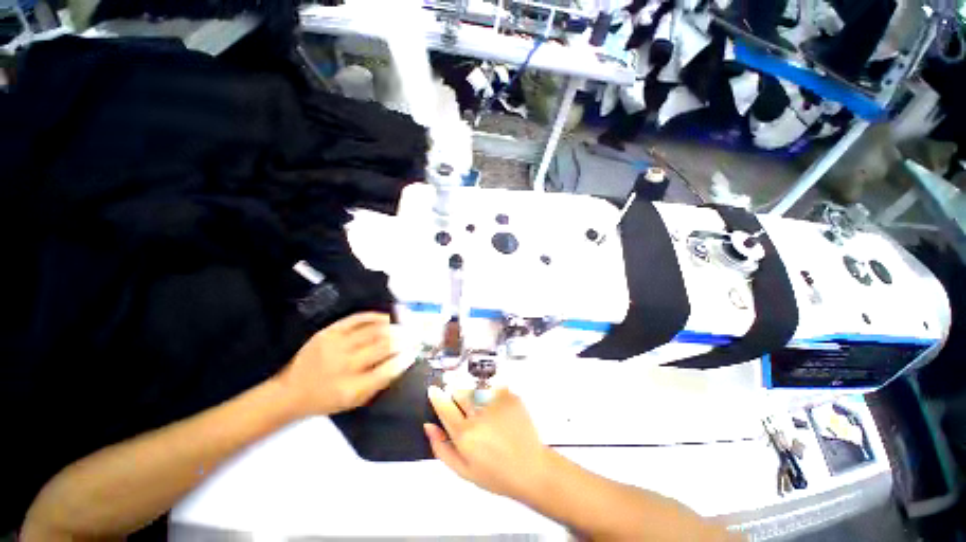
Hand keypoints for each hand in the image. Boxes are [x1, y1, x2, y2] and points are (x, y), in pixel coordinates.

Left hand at [276, 312, 413, 416]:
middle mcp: (344, 365)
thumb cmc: (328, 399)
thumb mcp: (355, 401)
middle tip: (415, 335)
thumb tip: (403, 361)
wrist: (291, 390)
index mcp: (351, 388)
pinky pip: (357, 319)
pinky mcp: (329, 332)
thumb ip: (380, 382)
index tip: (414, 352)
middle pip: (382, 346)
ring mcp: (335, 345)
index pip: (386, 370)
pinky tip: (387, 318)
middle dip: (403, 339)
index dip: (404, 359)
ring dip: (393, 327)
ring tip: (405, 325)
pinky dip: (375, 317)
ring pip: (373, 330)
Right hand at [425, 386, 551, 502]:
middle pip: (460, 392)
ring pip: (475, 388)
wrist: (530, 468)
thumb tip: (429, 426)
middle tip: (464, 406)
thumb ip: (441, 448)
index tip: (433, 390)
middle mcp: (479, 415)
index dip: (437, 396)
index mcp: (465, 434)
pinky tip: (498, 410)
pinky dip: (492, 395)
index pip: (444, 407)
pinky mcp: (510, 396)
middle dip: (457, 395)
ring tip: (485, 411)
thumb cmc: (496, 473)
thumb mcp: (463, 470)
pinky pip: (493, 388)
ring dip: (474, 394)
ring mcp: (496, 403)